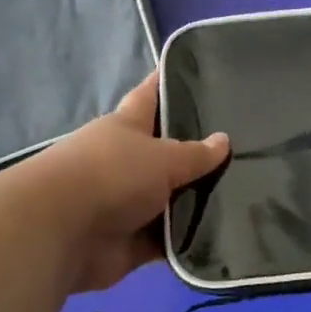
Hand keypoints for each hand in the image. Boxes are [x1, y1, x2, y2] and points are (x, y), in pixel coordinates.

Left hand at [35, 74, 229, 293]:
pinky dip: (190, 239)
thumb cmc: (111, 175)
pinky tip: (228, 233)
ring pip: (173, 198)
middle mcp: (127, 161)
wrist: (62, 234)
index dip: (168, 82)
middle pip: (168, 151)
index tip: (197, 69)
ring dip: (199, 200)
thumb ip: (195, 154)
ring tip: (249, 191)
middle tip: (245, 145)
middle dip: (199, 151)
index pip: (151, 95)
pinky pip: (169, 238)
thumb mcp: (162, 158)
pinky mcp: (132, 242)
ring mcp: (129, 203)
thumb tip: (223, 141)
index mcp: (127, 127)